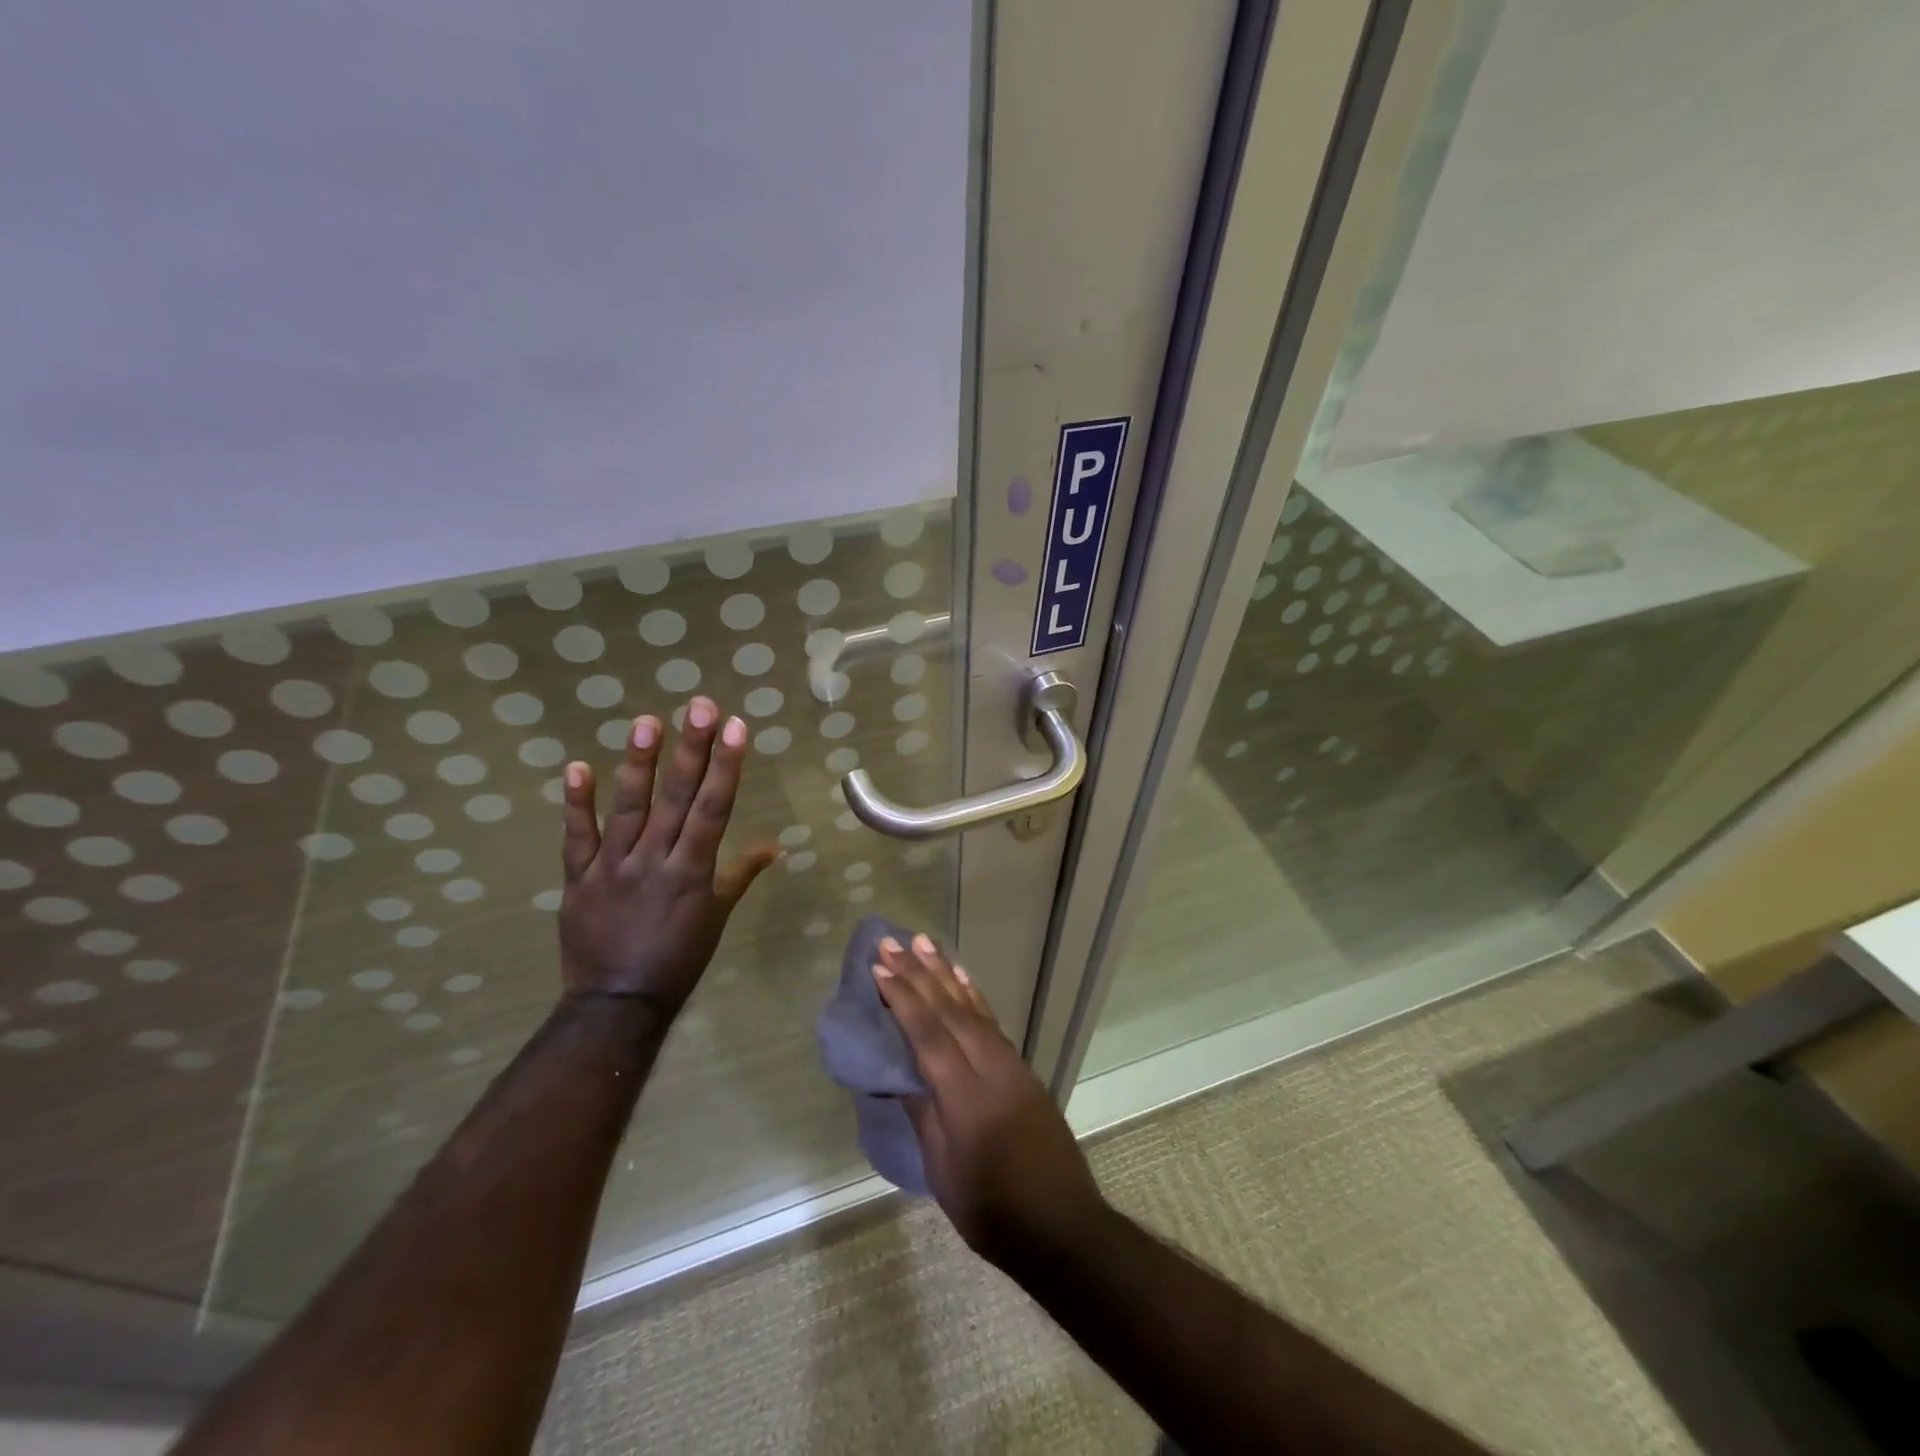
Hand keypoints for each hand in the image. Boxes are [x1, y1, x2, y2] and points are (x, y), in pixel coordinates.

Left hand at [558, 697, 778, 1015]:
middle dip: (692, 750)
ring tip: (646, 721)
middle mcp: (655, 861)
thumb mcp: (718, 915)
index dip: (726, 766)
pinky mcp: (579, 879)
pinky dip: (576, 805)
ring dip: (639, 765)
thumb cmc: (678, 958)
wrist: (618, 1003)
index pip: (714, 809)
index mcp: (693, 871)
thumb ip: (741, 873)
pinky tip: (577, 767)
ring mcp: (614, 868)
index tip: (736, 727)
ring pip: (628, 809)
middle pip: (677, 799)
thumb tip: (777, 845)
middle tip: (700, 706)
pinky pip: (577, 838)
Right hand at [873, 935, 1106, 1270]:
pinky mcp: (1022, 1068)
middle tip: (893, 942)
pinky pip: (990, 1020)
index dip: (902, 999)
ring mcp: (1010, 1064)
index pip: (928, 1035)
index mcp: (965, 1097)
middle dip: (918, 973)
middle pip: (948, 1010)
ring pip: (971, 1008)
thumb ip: (922, 1113)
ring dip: (945, 973)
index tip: (878, 968)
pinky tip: (961, 978)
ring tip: (923, 943)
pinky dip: (973, 994)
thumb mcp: (944, 1170)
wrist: (1063, 1227)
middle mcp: (990, 1068)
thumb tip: (897, 1072)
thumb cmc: (993, 1211)